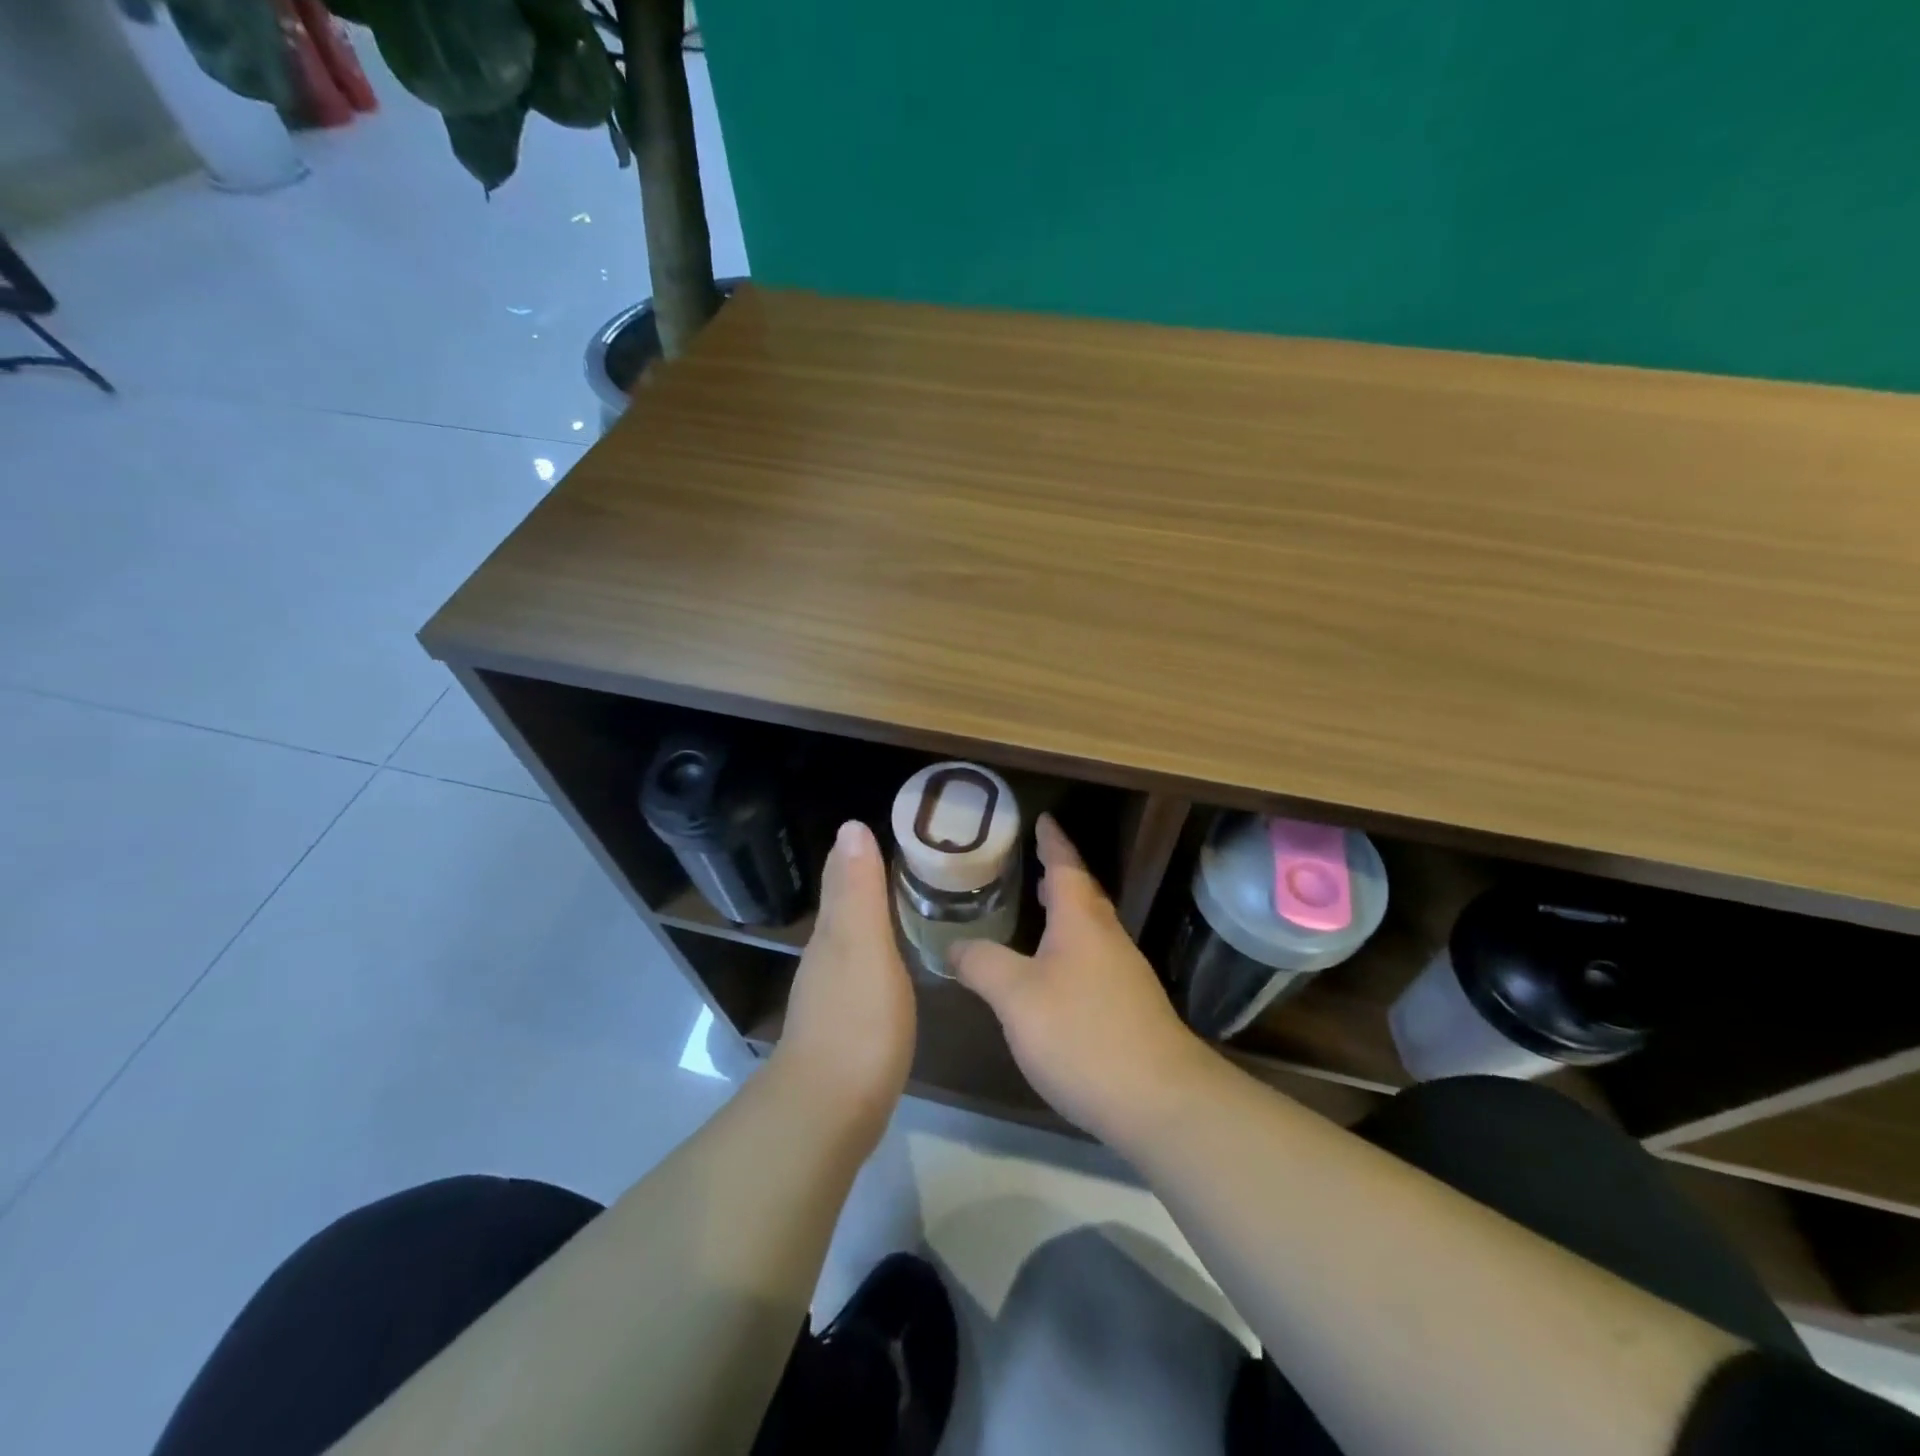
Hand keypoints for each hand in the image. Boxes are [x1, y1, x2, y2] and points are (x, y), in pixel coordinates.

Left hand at [770, 820, 914, 1140]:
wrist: (828, 1112)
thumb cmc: (857, 1021)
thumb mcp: (863, 945)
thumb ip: (858, 890)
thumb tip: (850, 826)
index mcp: (832, 934)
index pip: (844, 878)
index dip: (863, 855)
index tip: (898, 834)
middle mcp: (825, 959)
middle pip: (847, 909)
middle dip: (870, 884)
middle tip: (915, 867)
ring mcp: (831, 996)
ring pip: (852, 942)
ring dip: (874, 922)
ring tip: (911, 908)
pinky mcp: (846, 1029)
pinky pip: (863, 975)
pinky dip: (878, 959)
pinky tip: (896, 969)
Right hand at [950, 815, 1212, 1142]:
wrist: (1160, 1101)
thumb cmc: (1083, 1034)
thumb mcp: (1017, 998)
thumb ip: (983, 965)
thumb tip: (954, 946)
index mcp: (1081, 922)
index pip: (1066, 867)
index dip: (1053, 842)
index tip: (1043, 819)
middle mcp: (1108, 939)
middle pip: (1083, 895)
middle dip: (1060, 876)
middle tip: (1034, 863)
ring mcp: (1124, 975)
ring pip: (1091, 929)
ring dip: (1067, 913)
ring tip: (1039, 912)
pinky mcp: (1130, 1008)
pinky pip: (1094, 959)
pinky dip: (1071, 949)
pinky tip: (1055, 975)